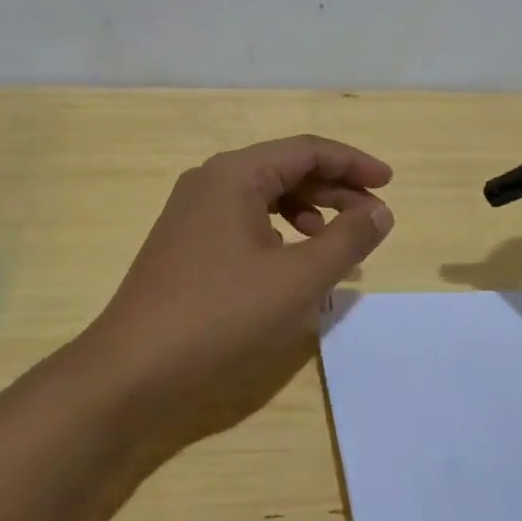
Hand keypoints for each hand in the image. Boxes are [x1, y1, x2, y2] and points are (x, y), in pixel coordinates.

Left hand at [78, 135, 394, 452]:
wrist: (132, 370)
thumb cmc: (220, 316)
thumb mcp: (297, 279)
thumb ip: (346, 240)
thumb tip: (380, 210)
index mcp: (234, 174)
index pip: (306, 150)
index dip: (353, 163)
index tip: (390, 184)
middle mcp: (210, 181)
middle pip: (285, 169)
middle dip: (333, 188)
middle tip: (372, 216)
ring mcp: (192, 212)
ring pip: (264, 195)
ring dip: (307, 210)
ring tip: (334, 240)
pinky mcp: (185, 243)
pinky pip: (244, 220)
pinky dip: (278, 231)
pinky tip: (291, 260)